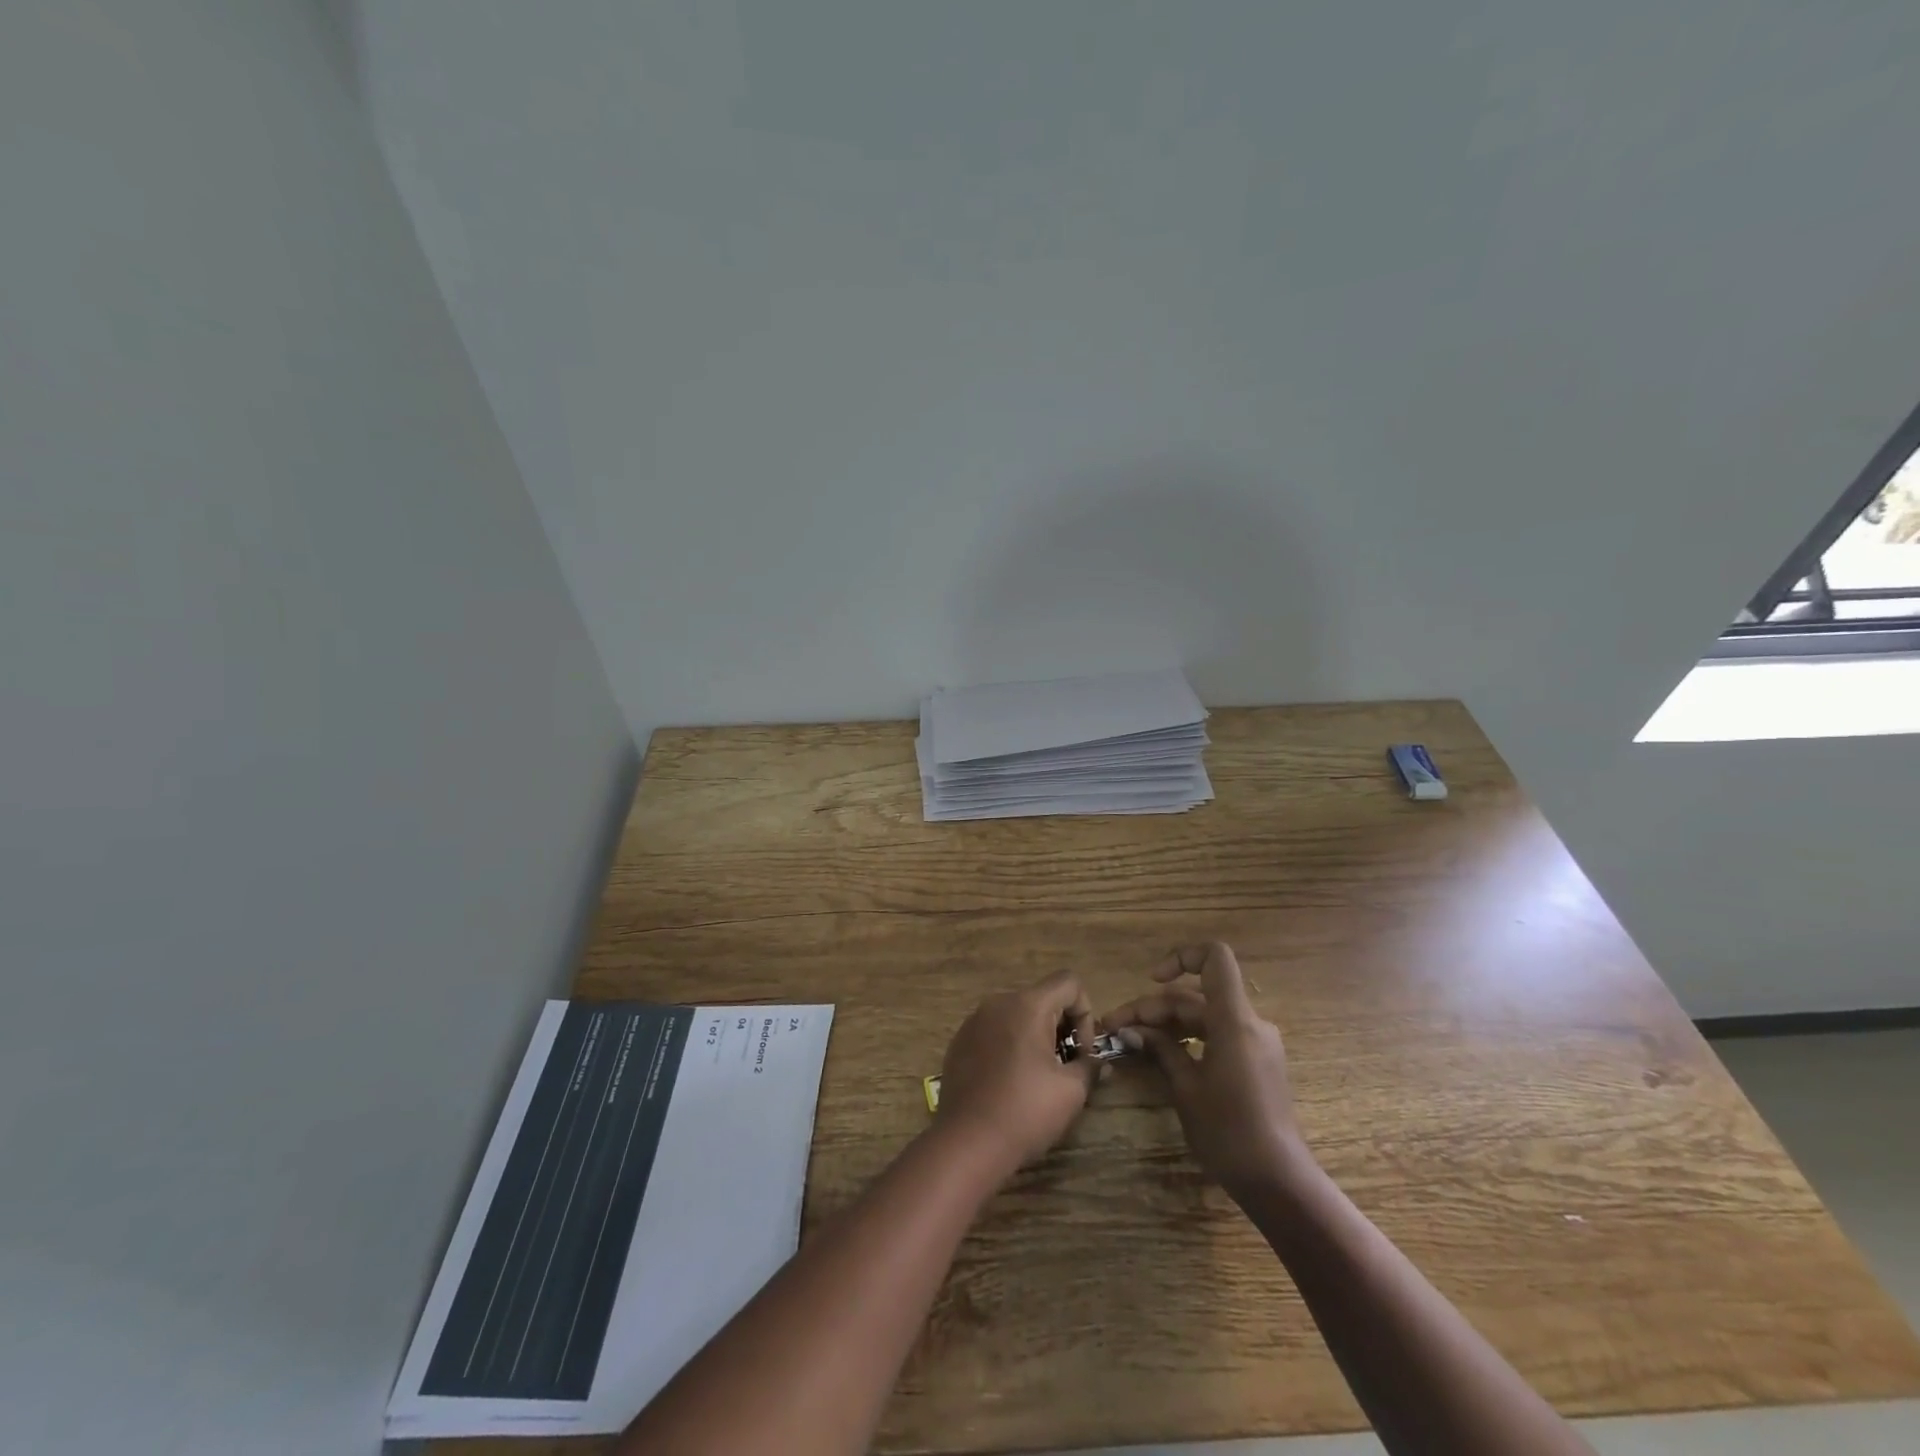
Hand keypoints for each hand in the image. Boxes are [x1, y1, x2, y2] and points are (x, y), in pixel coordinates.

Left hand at [936, 971, 1098, 1170]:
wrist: (967, 1141)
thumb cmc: (1025, 1111)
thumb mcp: (1070, 1092)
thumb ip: (1090, 1067)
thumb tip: (1101, 1063)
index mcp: (1027, 1005)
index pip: (1069, 982)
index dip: (1085, 1013)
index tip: (1081, 1052)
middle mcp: (998, 1003)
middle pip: (1042, 998)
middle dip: (1061, 1028)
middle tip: (1065, 1068)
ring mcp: (974, 1020)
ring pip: (1017, 1015)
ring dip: (1036, 1037)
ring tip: (1038, 1078)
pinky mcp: (960, 1041)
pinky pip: (994, 1030)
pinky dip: (1010, 1046)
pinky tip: (1009, 1083)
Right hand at [1102, 942, 1312, 1200]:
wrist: (1279, 1182)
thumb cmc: (1229, 1131)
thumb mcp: (1186, 1088)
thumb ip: (1161, 1049)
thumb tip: (1132, 1030)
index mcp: (1234, 1020)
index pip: (1215, 958)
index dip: (1181, 957)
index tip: (1152, 980)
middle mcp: (1250, 1022)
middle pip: (1196, 996)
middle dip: (1154, 1007)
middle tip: (1116, 1028)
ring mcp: (1256, 1043)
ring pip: (1204, 1016)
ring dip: (1168, 1024)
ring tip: (1132, 1041)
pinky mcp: (1256, 1063)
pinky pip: (1218, 1035)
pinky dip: (1189, 1038)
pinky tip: (1163, 1055)